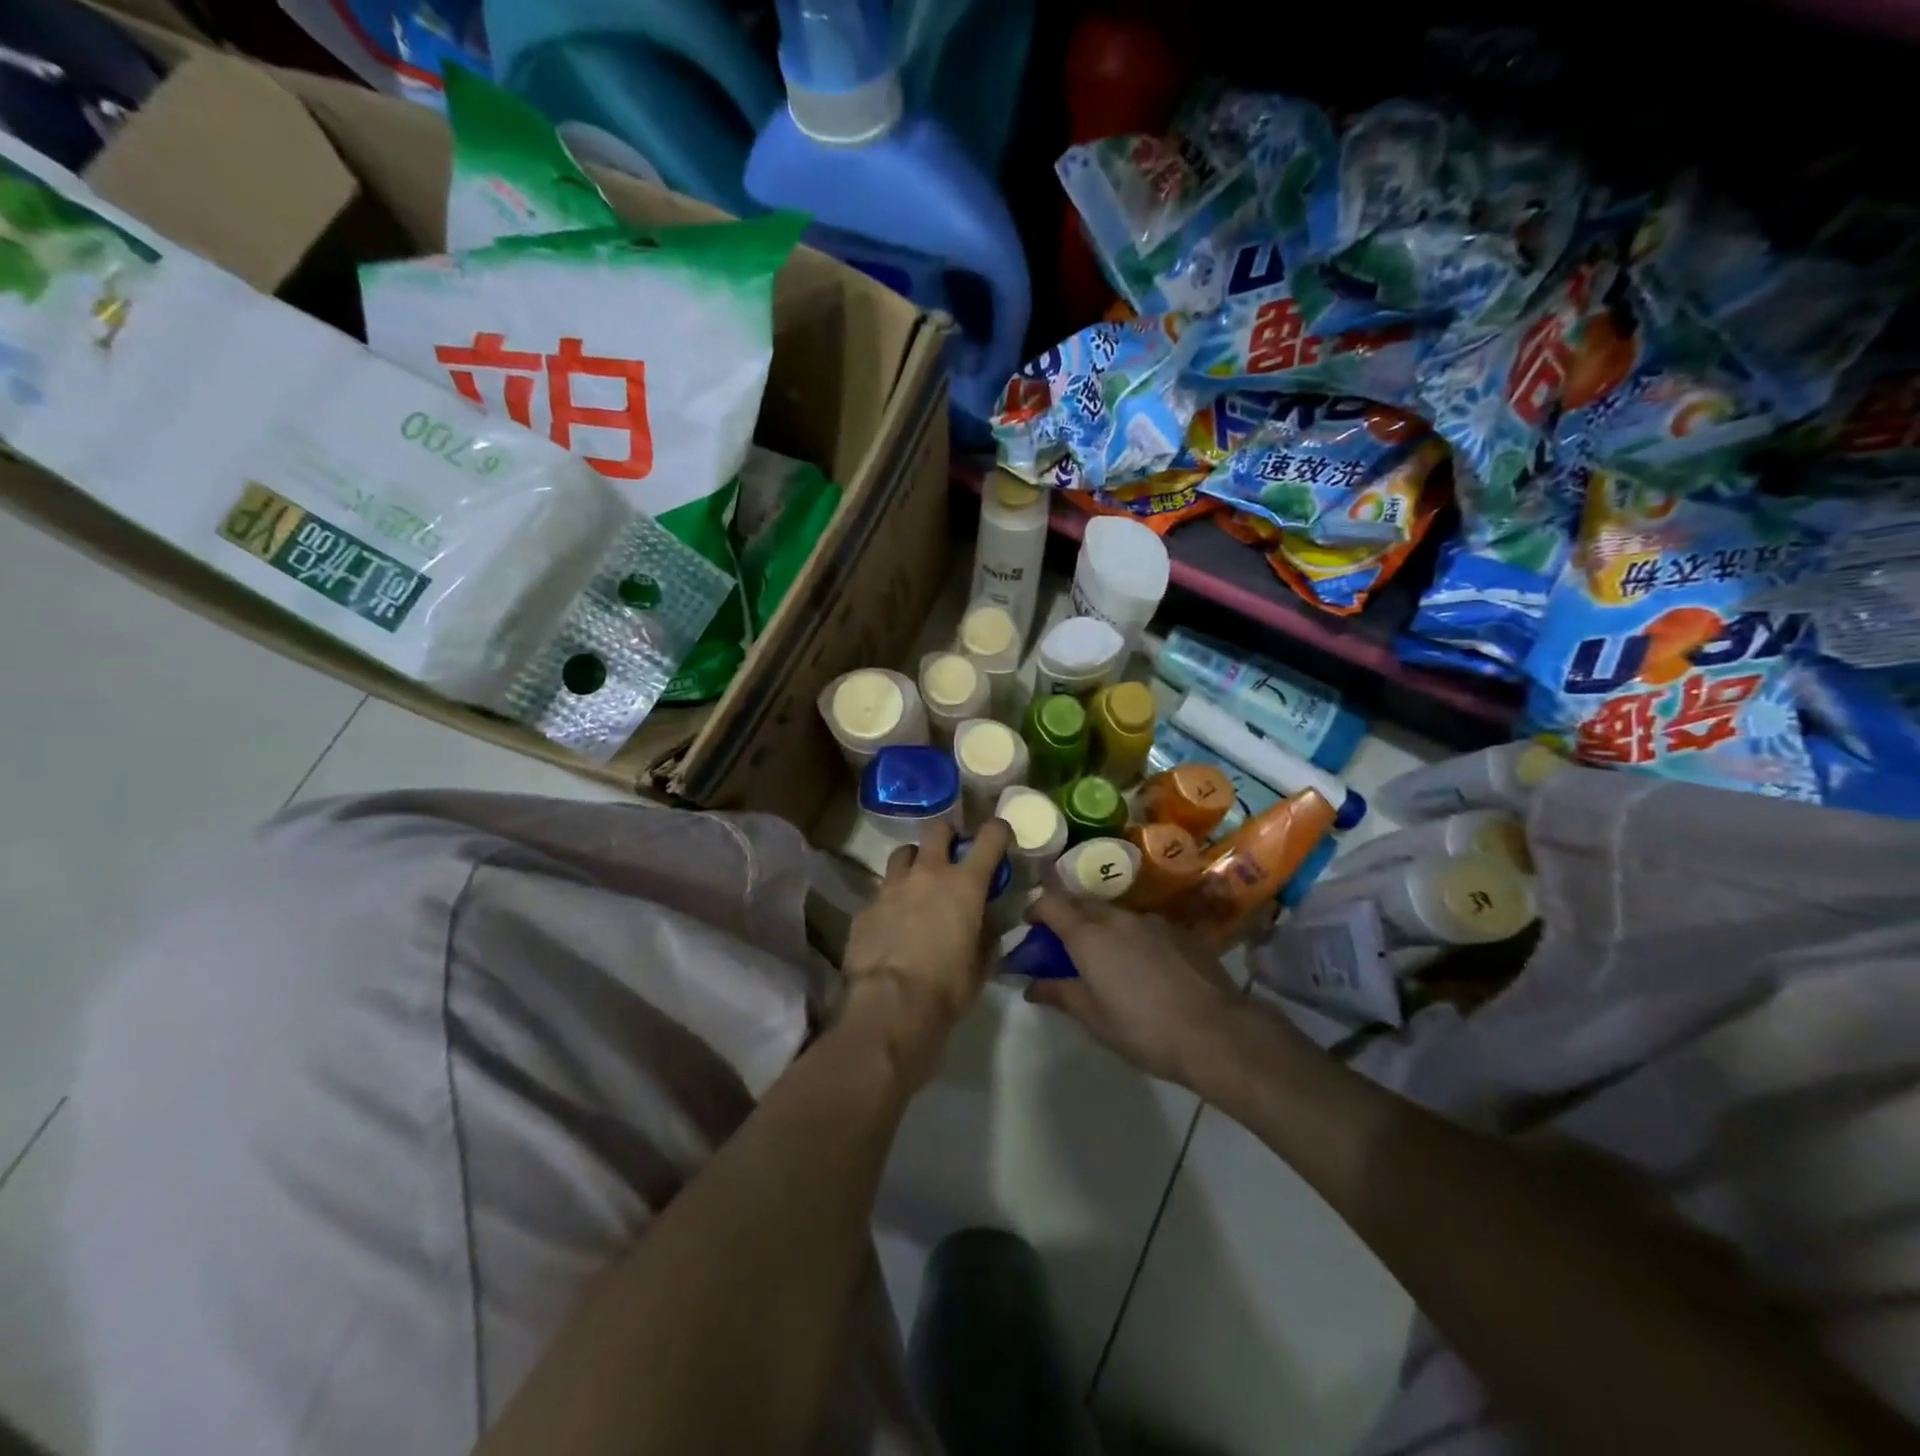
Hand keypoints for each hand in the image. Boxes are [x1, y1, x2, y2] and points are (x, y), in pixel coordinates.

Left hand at [840, 818, 1013, 1083]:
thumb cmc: (946, 988)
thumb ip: (986, 933)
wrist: (889, 1006)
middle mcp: (927, 874)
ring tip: (917, 883)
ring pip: (903, 854)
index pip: (990, 838)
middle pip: (937, 829)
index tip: (1000, 835)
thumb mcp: (981, 964)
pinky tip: (893, 923)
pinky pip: (882, 891)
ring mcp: (891, 887)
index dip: (998, 830)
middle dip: (947, 836)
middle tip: (951, 854)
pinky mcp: (865, 907)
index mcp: (964, 884)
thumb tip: (985, 920)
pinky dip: (891, 899)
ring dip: (914, 862)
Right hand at [1023, 893, 1244, 1087]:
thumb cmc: (1144, 1029)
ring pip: (1115, 913)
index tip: (1029, 926)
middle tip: (1062, 943)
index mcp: (1089, 935)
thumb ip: (1060, 993)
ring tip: (1105, 956)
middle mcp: (1118, 917)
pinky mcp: (1180, 931)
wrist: (1216, 1033)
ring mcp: (1152, 921)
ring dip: (1101, 926)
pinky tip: (1143, 966)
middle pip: (1082, 902)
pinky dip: (1132, 937)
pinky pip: (1144, 926)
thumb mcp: (1094, 1018)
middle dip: (1067, 916)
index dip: (1035, 910)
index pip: (1051, 903)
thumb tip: (1030, 985)